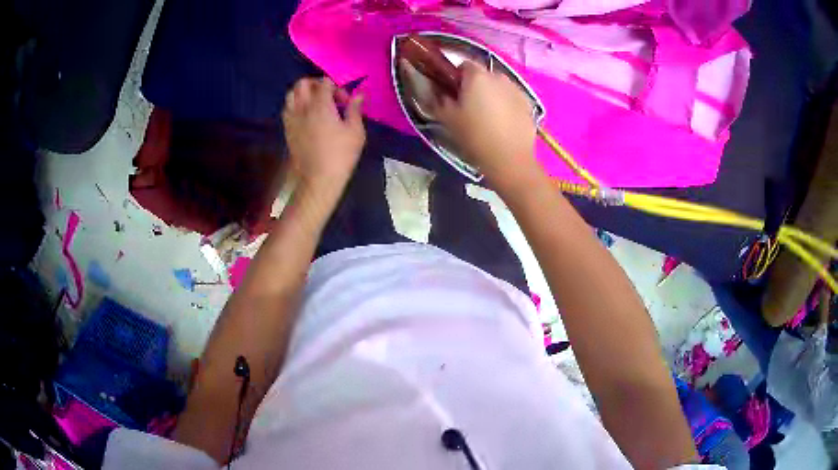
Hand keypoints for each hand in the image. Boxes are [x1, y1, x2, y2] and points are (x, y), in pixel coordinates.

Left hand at [282, 77, 364, 196]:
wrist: (319, 179)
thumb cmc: (341, 155)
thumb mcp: (356, 131)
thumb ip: (355, 109)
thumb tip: (358, 95)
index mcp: (321, 105)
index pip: (325, 83)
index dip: (337, 87)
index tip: (345, 101)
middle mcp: (303, 108)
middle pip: (303, 83)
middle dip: (316, 84)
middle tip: (328, 95)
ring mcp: (292, 119)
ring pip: (291, 94)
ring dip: (303, 94)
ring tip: (315, 104)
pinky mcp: (287, 130)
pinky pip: (287, 109)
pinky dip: (296, 106)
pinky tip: (306, 116)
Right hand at [432, 62, 538, 191]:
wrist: (509, 159)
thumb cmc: (475, 136)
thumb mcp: (448, 119)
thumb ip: (440, 100)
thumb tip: (439, 93)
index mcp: (477, 76)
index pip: (464, 64)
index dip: (456, 76)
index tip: (452, 90)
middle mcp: (498, 77)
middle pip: (484, 74)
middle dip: (476, 84)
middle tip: (469, 104)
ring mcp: (516, 89)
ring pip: (500, 86)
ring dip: (493, 94)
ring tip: (488, 114)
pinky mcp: (528, 104)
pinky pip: (512, 98)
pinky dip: (507, 104)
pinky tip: (503, 121)